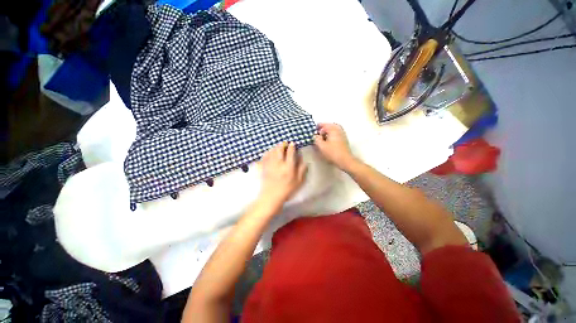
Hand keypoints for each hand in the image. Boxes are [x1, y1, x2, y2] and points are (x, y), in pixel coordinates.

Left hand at [259, 142, 307, 208]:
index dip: (292, 146)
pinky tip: (269, 152)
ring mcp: (270, 164)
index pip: (290, 152)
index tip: (293, 143)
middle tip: (285, 144)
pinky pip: (265, 156)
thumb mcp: (299, 181)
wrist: (272, 197)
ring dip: (275, 147)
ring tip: (278, 147)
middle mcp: (279, 163)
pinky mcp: (264, 167)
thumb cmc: (287, 189)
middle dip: (282, 144)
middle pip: (279, 149)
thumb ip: (302, 170)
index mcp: (288, 166)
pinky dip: (268, 152)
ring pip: (272, 151)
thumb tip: (304, 160)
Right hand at [313, 123, 356, 170]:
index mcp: (333, 129)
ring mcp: (342, 134)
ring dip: (328, 131)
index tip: (314, 130)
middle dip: (323, 128)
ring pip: (334, 129)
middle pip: (330, 125)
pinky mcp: (344, 140)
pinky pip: (336, 133)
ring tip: (322, 136)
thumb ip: (316, 139)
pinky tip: (328, 140)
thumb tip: (315, 135)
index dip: (318, 127)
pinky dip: (331, 134)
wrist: (345, 160)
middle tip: (318, 132)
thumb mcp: (321, 146)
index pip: (324, 125)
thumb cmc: (332, 152)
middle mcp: (338, 130)